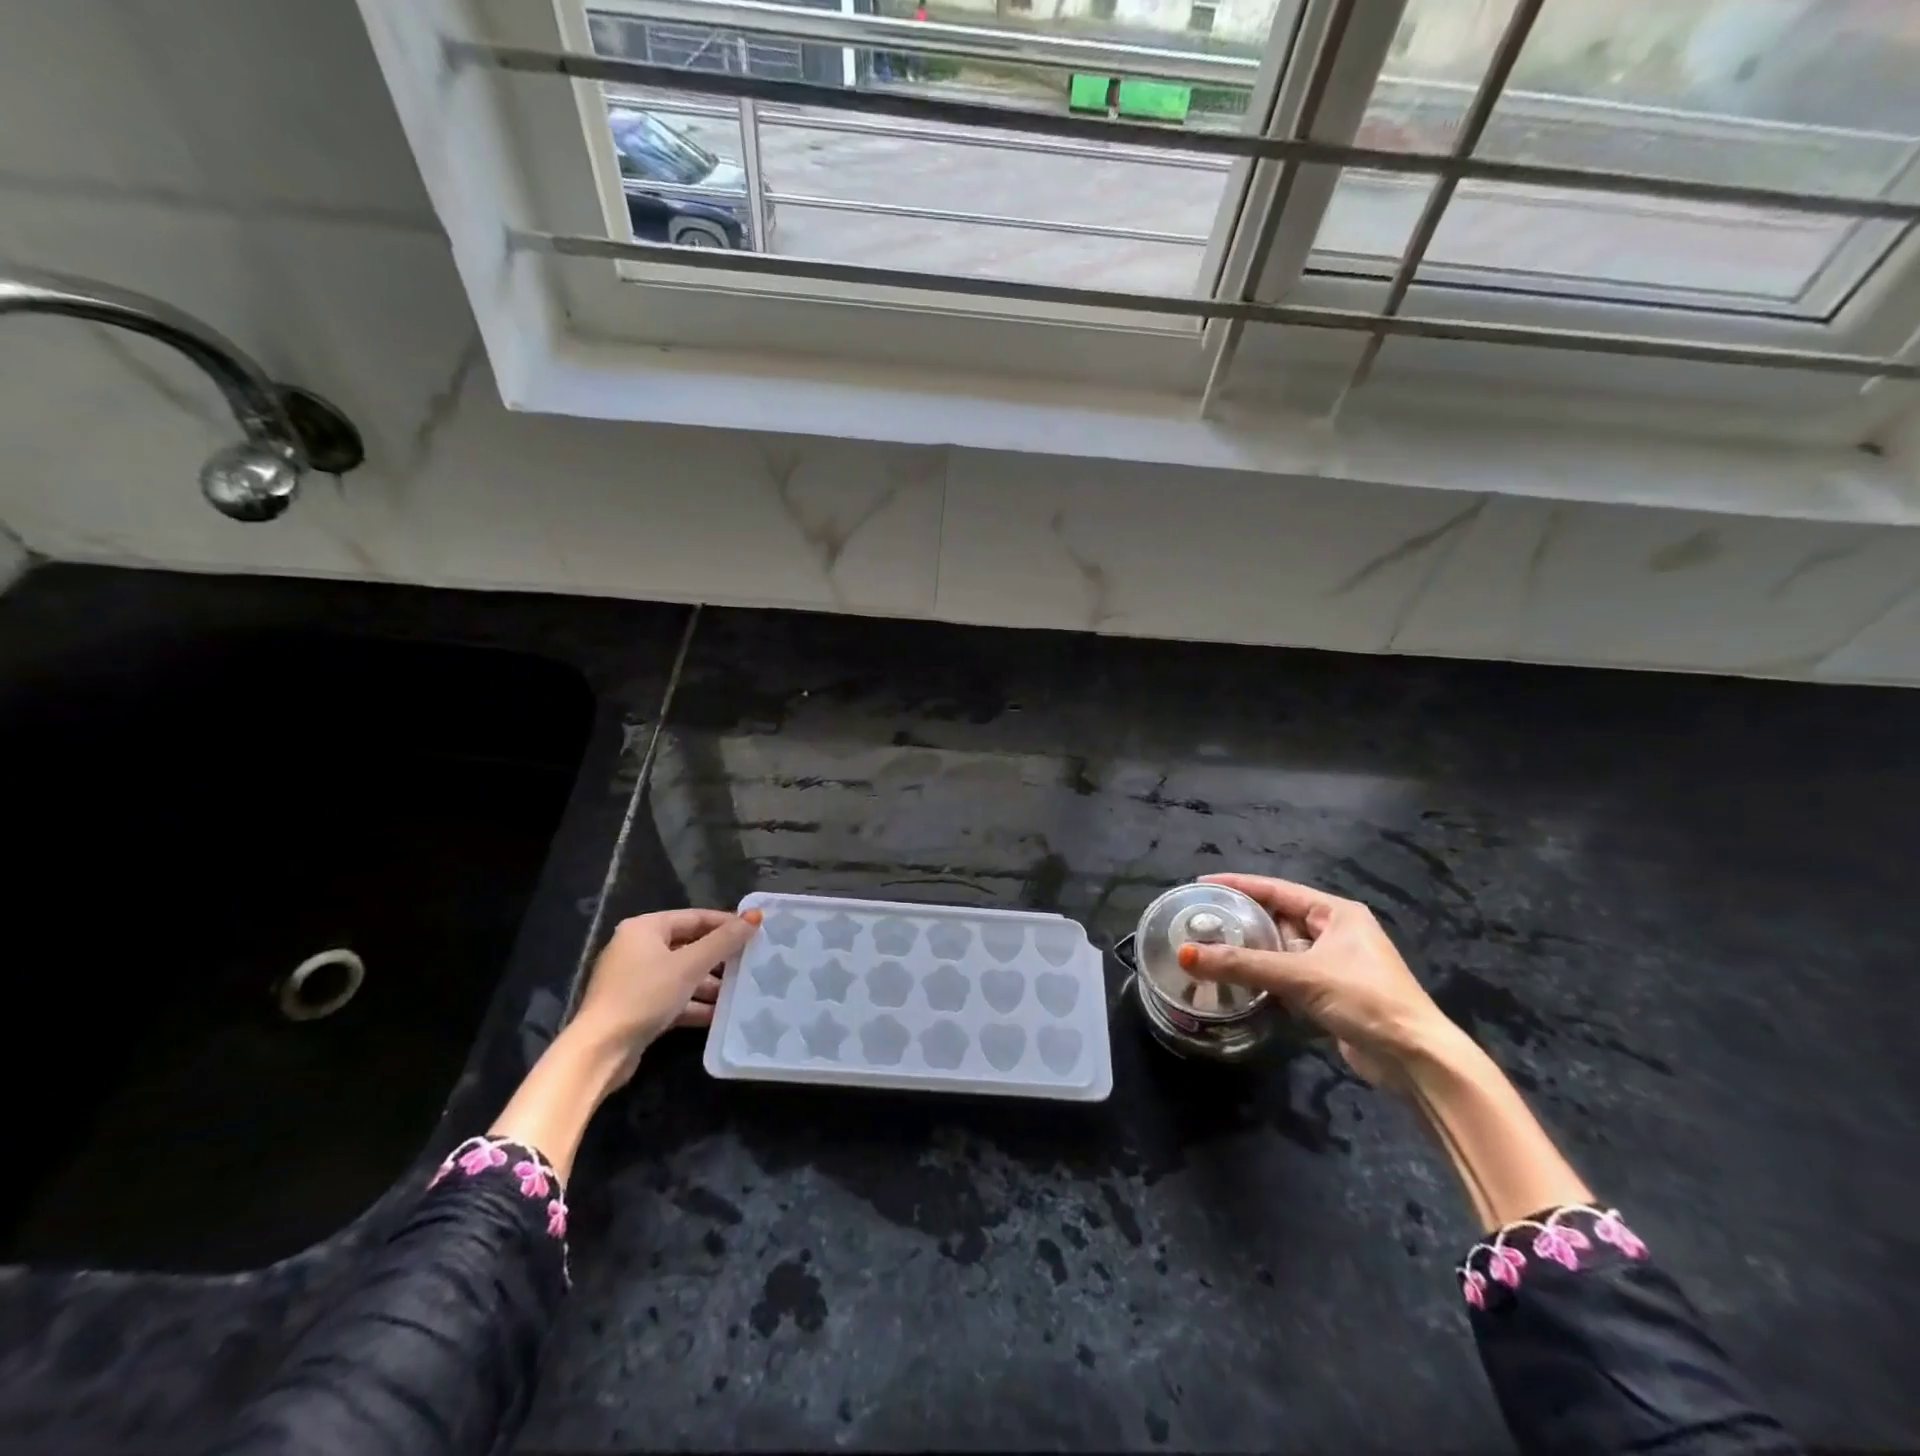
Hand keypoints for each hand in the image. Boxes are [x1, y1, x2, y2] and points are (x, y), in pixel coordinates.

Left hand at [570, 908, 762, 1086]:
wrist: (600, 1052)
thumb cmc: (645, 995)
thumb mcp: (690, 965)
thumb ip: (724, 941)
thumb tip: (755, 916)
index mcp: (645, 928)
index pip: (694, 918)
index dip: (726, 924)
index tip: (755, 932)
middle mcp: (637, 948)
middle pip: (689, 946)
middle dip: (720, 958)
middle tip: (751, 963)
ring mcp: (635, 980)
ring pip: (682, 974)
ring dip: (710, 984)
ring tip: (741, 991)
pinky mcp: (636, 1007)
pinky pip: (673, 997)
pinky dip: (694, 1003)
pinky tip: (719, 1014)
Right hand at [1178, 873, 1453, 1085]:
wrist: (1415, 1059)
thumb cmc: (1364, 999)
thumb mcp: (1299, 976)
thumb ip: (1241, 964)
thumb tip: (1185, 955)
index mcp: (1336, 913)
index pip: (1276, 889)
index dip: (1237, 884)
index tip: (1201, 884)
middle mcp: (1335, 932)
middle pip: (1277, 918)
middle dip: (1240, 921)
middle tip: (1199, 921)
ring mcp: (1334, 964)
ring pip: (1280, 950)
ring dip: (1250, 954)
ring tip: (1209, 950)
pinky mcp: (1331, 994)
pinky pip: (1287, 977)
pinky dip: (1264, 979)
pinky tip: (1236, 983)